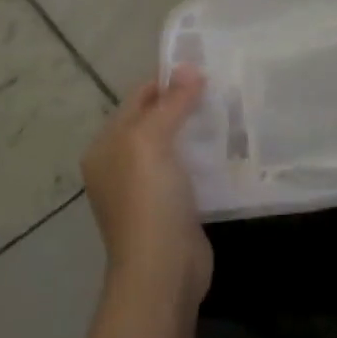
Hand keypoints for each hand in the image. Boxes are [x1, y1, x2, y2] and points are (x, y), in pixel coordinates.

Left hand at [82, 68, 209, 310]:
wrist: (162, 271)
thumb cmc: (148, 200)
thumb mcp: (152, 141)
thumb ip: (171, 103)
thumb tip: (190, 67)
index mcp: (106, 147)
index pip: (137, 99)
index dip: (167, 81)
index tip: (204, 67)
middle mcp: (120, 165)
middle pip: (155, 121)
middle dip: (184, 103)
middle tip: (222, 86)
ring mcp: (145, 189)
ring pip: (173, 145)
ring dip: (197, 129)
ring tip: (230, 110)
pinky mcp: (171, 207)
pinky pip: (187, 169)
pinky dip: (204, 155)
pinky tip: (228, 147)